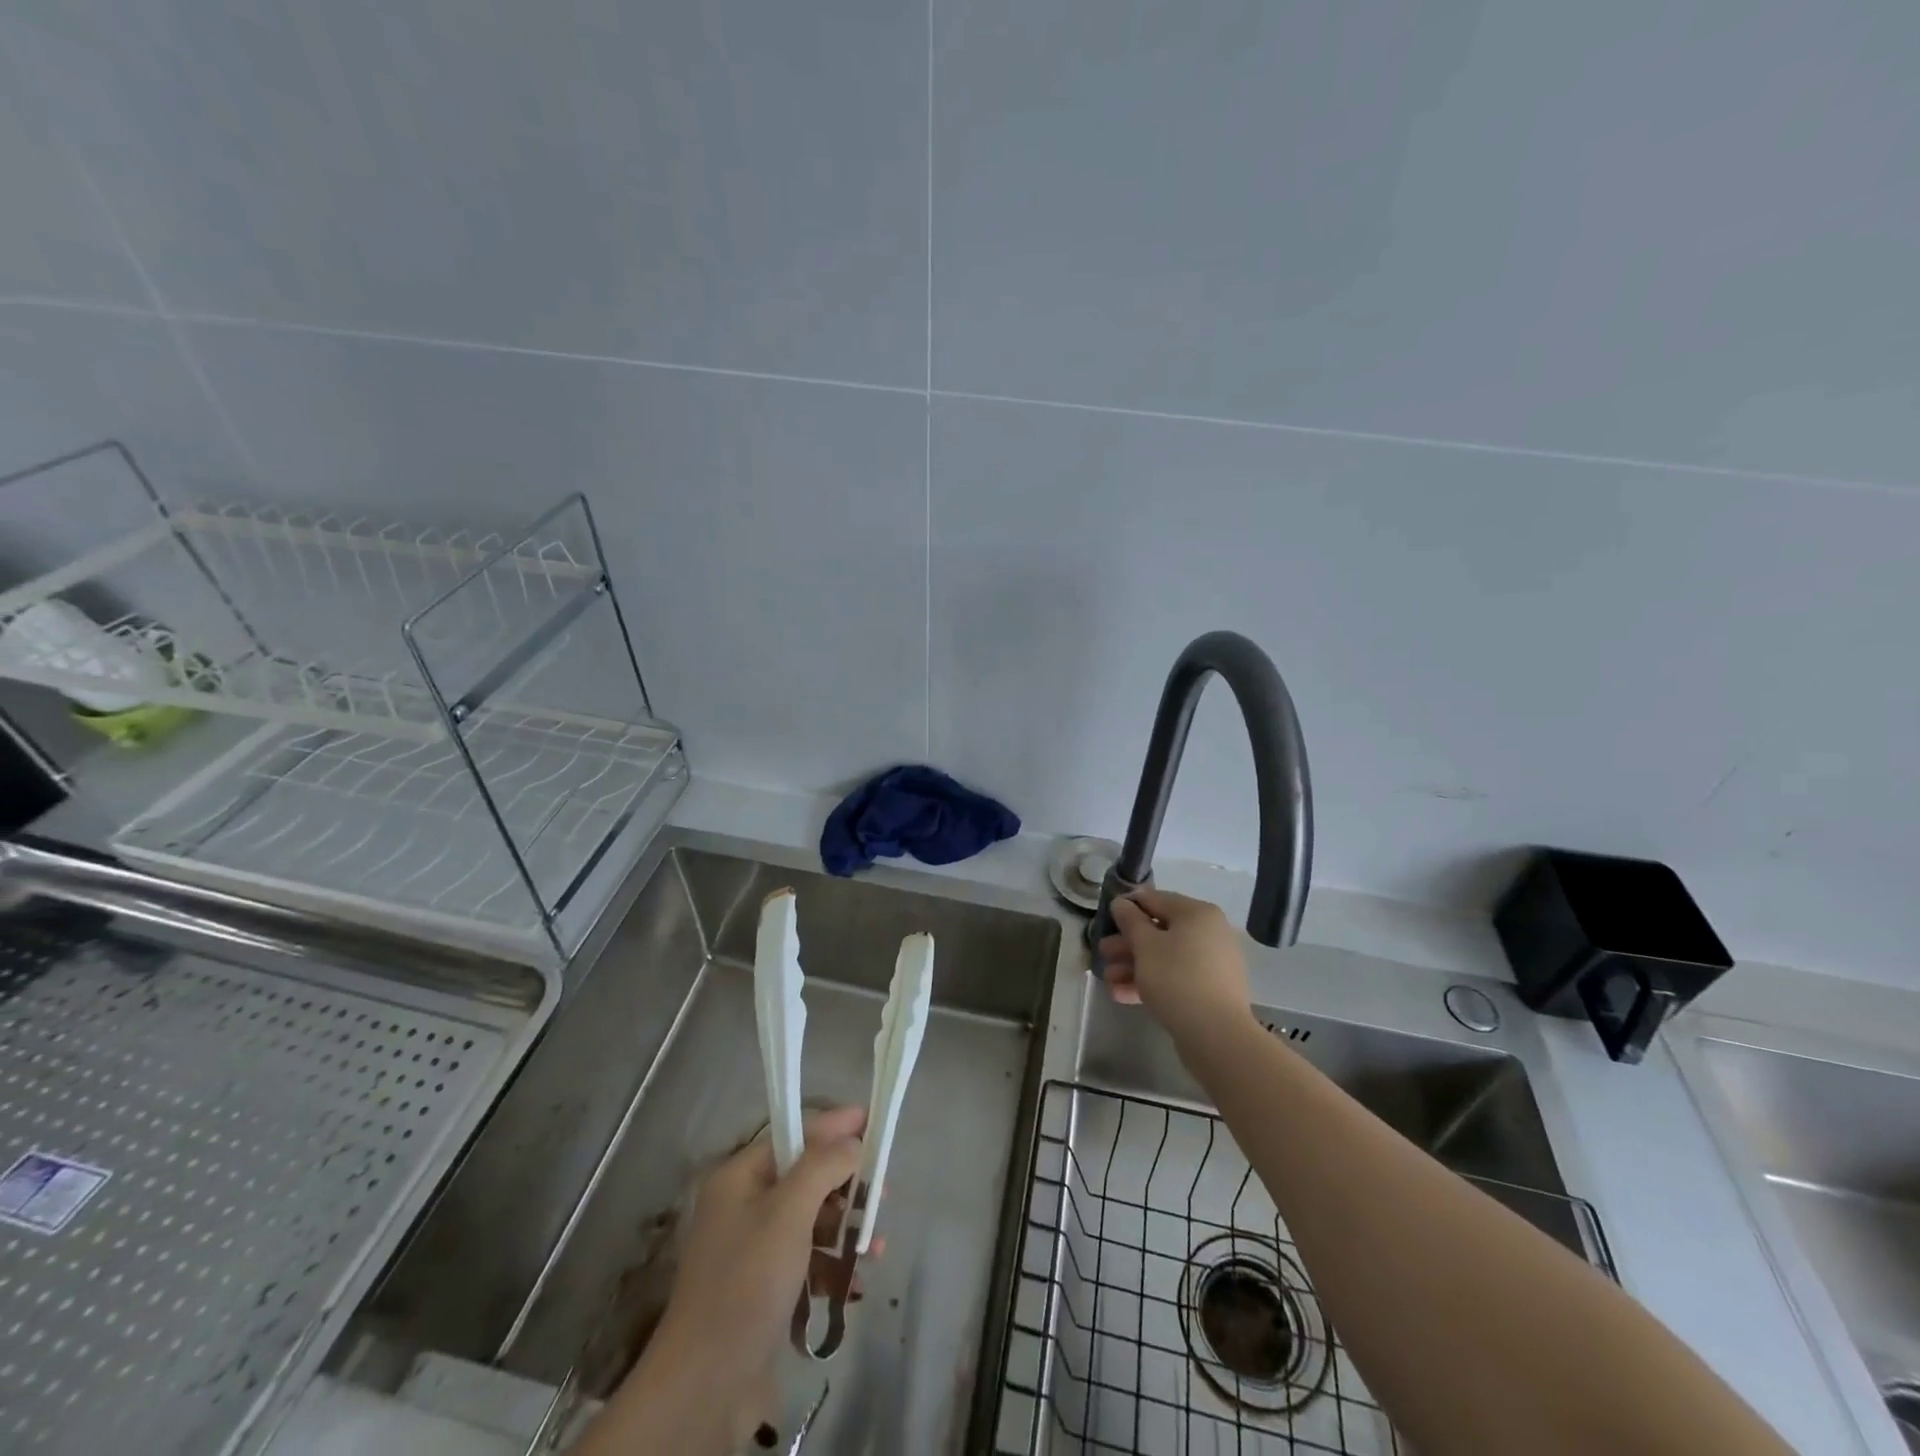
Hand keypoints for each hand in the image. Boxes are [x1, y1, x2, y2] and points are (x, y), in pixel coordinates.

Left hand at [597, 1107, 865, 1453]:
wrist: (706, 1385)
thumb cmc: (748, 1281)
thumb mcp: (789, 1212)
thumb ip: (824, 1166)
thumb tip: (852, 1141)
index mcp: (740, 1177)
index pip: (794, 1134)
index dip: (834, 1126)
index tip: (872, 1121)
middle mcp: (744, 1205)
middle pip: (806, 1177)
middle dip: (846, 1185)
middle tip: (883, 1194)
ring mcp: (753, 1249)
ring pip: (810, 1221)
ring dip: (845, 1230)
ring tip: (875, 1248)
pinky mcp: (763, 1288)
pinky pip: (806, 1260)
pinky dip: (831, 1266)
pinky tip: (856, 1283)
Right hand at [1099, 886, 1253, 1043]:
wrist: (1216, 1034)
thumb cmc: (1176, 977)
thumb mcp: (1145, 945)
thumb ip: (1130, 920)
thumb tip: (1122, 903)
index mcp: (1197, 913)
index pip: (1155, 899)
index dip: (1127, 906)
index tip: (1106, 918)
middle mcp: (1209, 932)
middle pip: (1159, 931)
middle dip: (1127, 943)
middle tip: (1103, 953)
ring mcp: (1212, 963)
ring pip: (1165, 956)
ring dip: (1134, 965)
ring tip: (1108, 979)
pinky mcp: (1210, 990)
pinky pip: (1176, 977)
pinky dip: (1151, 982)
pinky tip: (1122, 995)